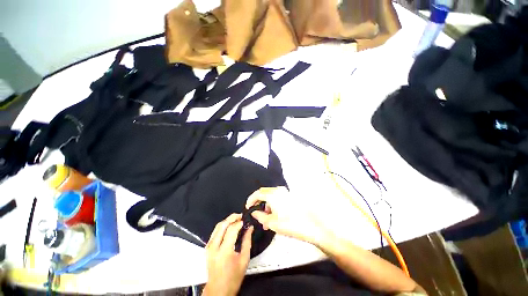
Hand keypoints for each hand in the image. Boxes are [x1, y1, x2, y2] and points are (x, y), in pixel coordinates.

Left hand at [203, 213, 252, 295]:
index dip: (240, 222)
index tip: (245, 221)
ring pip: (218, 226)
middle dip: (232, 217)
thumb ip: (247, 241)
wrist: (218, 290)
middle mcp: (214, 247)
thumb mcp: (244, 259)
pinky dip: (222, 226)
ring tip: (236, 219)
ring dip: (227, 220)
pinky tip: (229, 226)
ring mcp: (209, 247)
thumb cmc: (232, 279)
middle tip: (240, 216)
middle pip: (223, 224)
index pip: (232, 229)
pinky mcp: (207, 248)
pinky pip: (215, 231)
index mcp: (224, 251)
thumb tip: (249, 229)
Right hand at [246, 187, 332, 244]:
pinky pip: (277, 198)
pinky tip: (273, 216)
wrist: (311, 226)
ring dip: (266, 205)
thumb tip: (254, 212)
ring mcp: (285, 192)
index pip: (257, 193)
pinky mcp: (289, 196)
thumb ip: (260, 216)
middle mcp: (278, 190)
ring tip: (265, 220)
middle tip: (256, 214)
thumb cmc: (290, 224)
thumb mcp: (271, 222)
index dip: (250, 200)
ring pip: (271, 196)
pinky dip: (273, 205)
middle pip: (264, 193)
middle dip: (258, 203)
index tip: (247, 208)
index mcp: (273, 194)